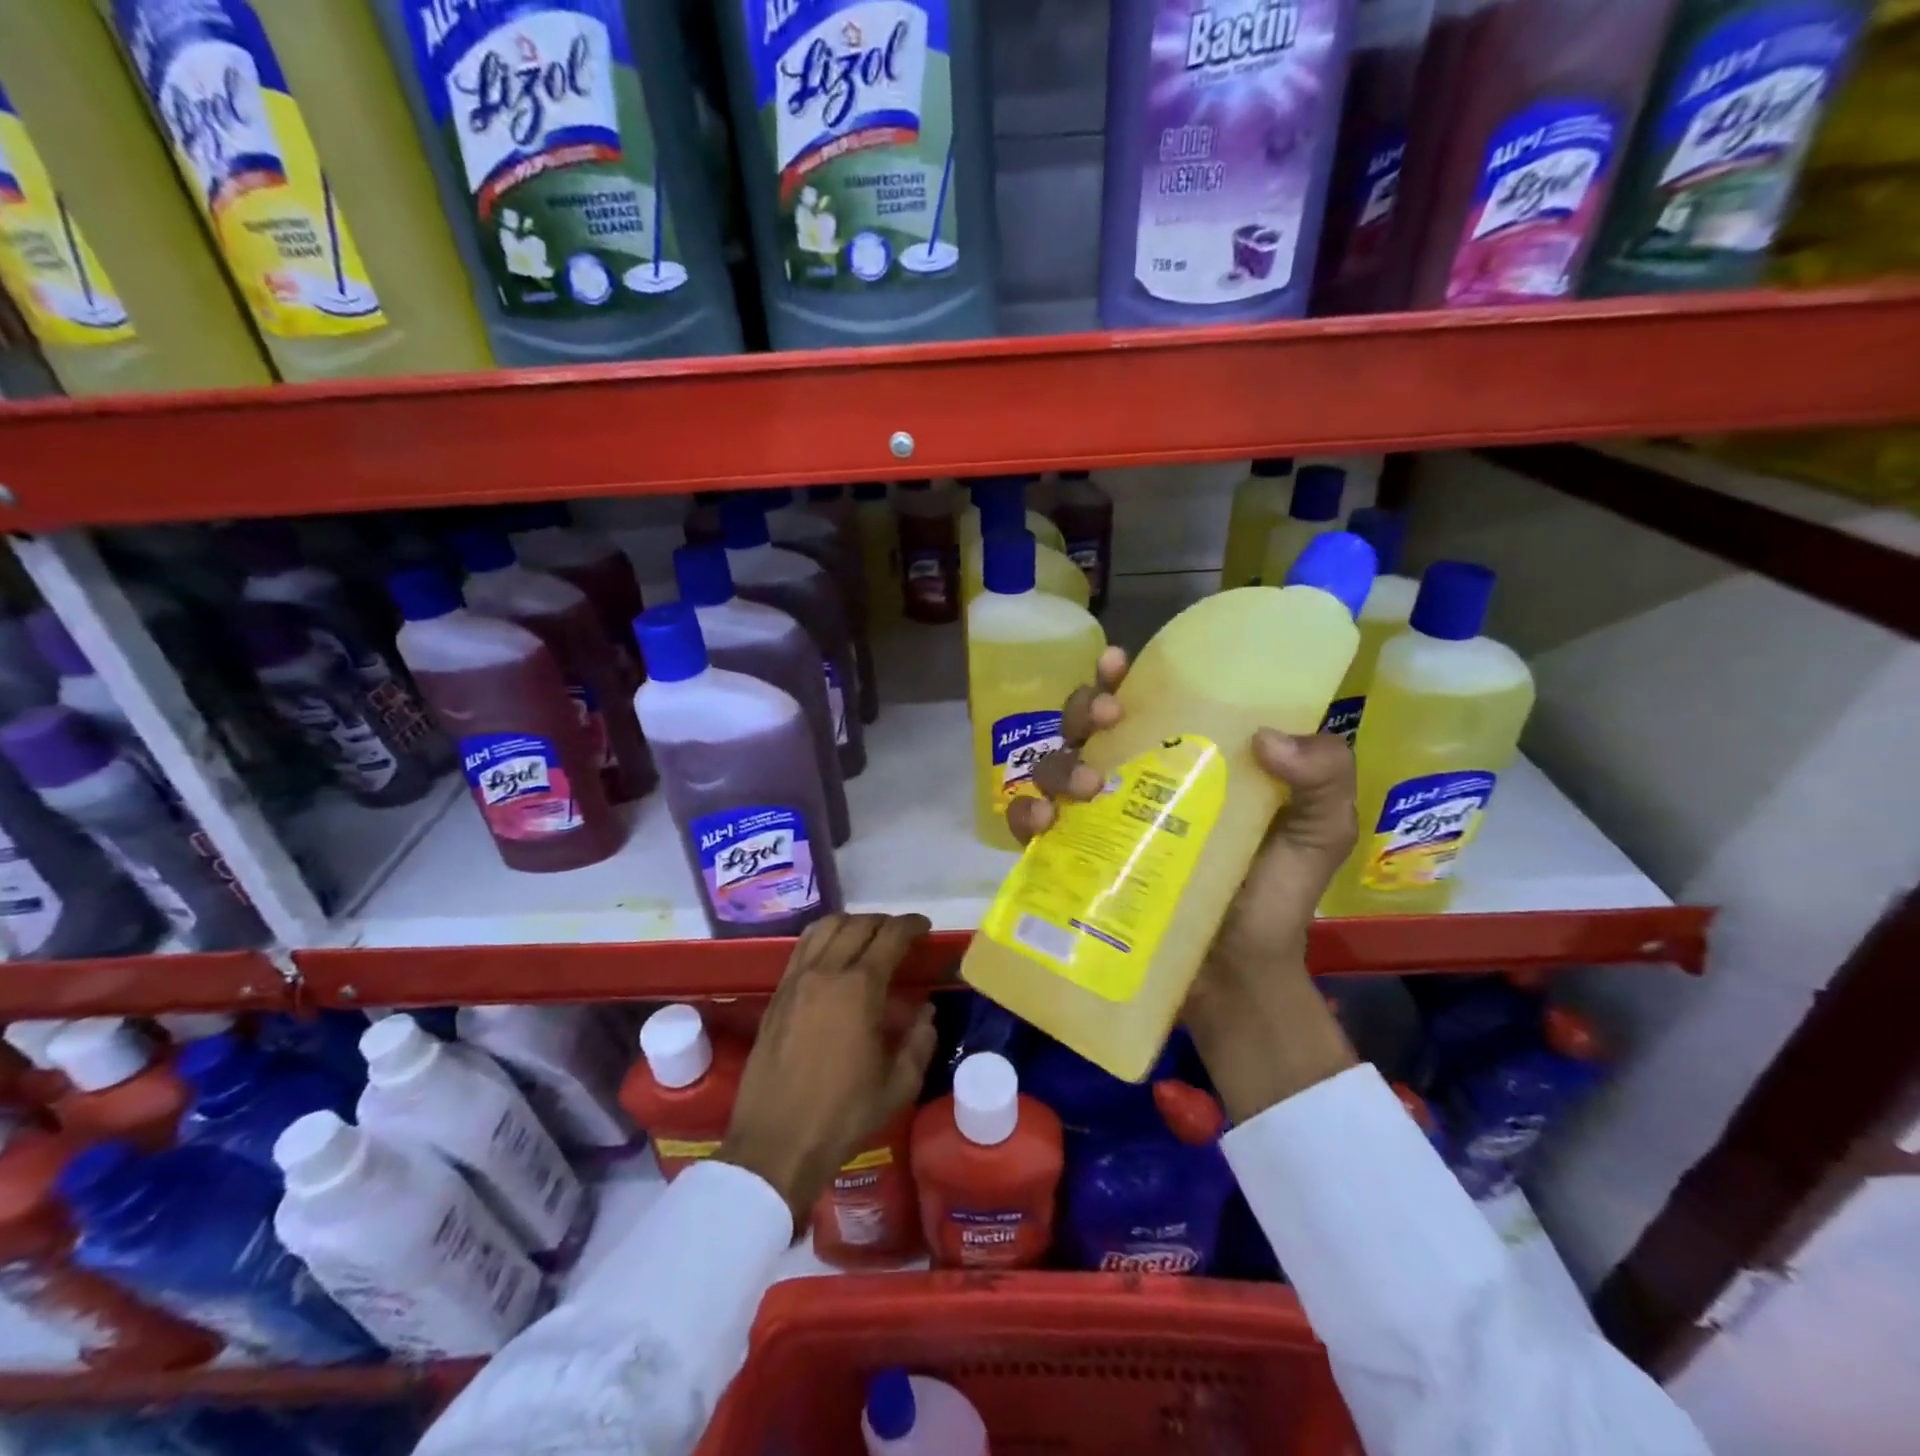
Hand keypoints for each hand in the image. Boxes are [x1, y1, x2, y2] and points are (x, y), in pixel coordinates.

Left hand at [719, 913, 937, 1227]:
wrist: (775, 1144)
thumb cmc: (842, 1116)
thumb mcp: (898, 1086)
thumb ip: (919, 1042)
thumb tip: (925, 1012)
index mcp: (859, 989)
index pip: (890, 937)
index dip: (911, 925)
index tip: (924, 927)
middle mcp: (825, 972)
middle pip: (857, 925)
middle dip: (884, 922)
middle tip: (900, 935)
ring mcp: (795, 980)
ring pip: (824, 928)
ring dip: (851, 924)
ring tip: (866, 938)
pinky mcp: (776, 995)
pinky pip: (801, 948)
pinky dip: (823, 938)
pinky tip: (833, 956)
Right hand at [1007, 650, 1358, 1120]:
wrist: (1239, 978)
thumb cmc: (1274, 897)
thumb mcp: (1320, 829)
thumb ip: (1323, 775)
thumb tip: (1266, 738)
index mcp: (1182, 760)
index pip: (1142, 702)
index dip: (1118, 676)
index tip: (1116, 664)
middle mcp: (1131, 782)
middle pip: (1084, 725)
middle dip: (1082, 707)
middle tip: (1104, 718)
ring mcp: (1096, 823)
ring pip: (1051, 766)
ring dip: (1058, 762)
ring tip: (1087, 786)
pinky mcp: (1070, 864)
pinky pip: (1028, 828)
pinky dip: (1024, 816)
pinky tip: (1042, 824)